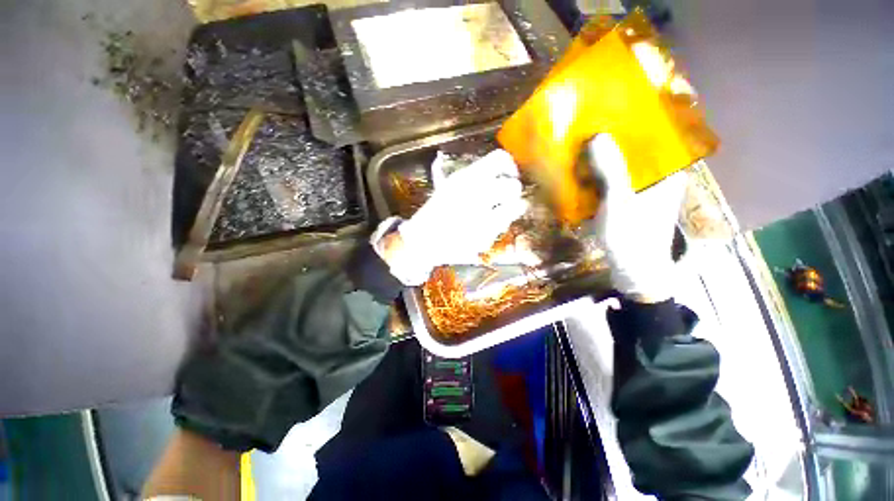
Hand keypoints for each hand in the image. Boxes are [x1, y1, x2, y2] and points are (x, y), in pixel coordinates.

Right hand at [377, 149, 527, 284]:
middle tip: (506, 194)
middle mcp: (477, 194)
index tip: (507, 172)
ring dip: (513, 206)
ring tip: (506, 209)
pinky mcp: (487, 236)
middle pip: (513, 184)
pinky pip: (505, 225)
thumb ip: (450, 174)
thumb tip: (442, 158)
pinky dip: (502, 223)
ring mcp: (483, 217)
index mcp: (465, 178)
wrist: (423, 242)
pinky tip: (494, 224)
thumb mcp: (441, 188)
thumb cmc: (432, 214)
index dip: (508, 164)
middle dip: (512, 188)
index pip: (499, 159)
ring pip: (516, 205)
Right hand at [588, 134, 686, 302]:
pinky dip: (600, 175)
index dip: (633, 121)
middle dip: (613, 139)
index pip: (654, 135)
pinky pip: (614, 180)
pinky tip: (584, 171)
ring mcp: (643, 190)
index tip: (610, 109)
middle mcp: (658, 177)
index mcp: (667, 172)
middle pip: (636, 149)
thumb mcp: (620, 203)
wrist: (634, 272)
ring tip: (582, 144)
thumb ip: (611, 171)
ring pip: (623, 165)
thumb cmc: (631, 238)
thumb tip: (596, 136)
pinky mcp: (629, 202)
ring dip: (604, 157)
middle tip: (588, 126)